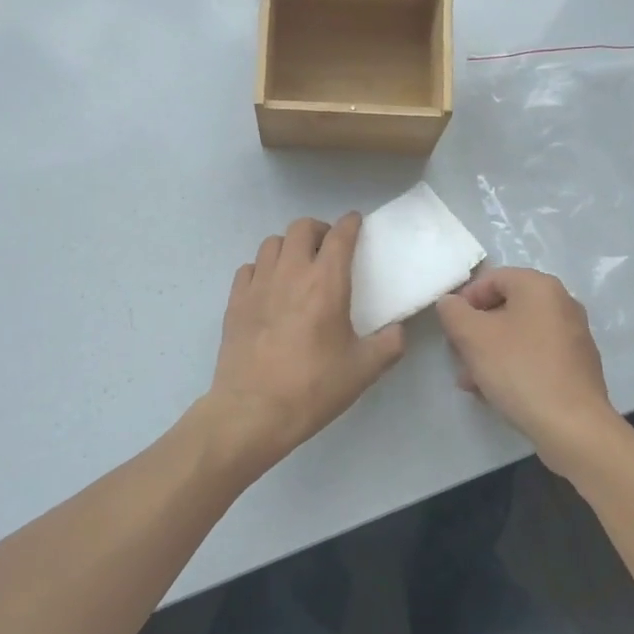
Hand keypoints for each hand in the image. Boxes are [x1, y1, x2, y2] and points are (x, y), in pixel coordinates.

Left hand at [201, 213, 405, 471]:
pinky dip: (263, 268)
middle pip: (301, 228)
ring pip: (272, 243)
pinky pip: (249, 268)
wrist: (253, 411)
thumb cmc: (312, 388)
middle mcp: (290, 273)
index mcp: (326, 283)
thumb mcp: (363, 370)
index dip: (350, 223)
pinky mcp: (235, 301)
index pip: (339, 236)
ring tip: (298, 265)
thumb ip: (389, 345)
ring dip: (289, 246)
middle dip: (318, 230)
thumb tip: (398, 331)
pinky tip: (269, 288)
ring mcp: (258, 284)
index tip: (356, 222)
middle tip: (328, 248)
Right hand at [436, 268, 629, 477]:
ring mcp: (574, 335)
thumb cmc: (519, 370)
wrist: (573, 426)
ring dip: (491, 352)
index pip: (492, 278)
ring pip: (519, 334)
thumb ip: (453, 312)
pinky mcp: (578, 365)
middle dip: (476, 331)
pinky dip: (514, 365)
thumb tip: (450, 302)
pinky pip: (537, 355)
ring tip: (471, 381)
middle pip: (506, 307)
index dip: (465, 300)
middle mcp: (562, 303)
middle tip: (458, 356)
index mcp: (539, 286)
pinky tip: (496, 392)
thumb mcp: (473, 337)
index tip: (450, 328)